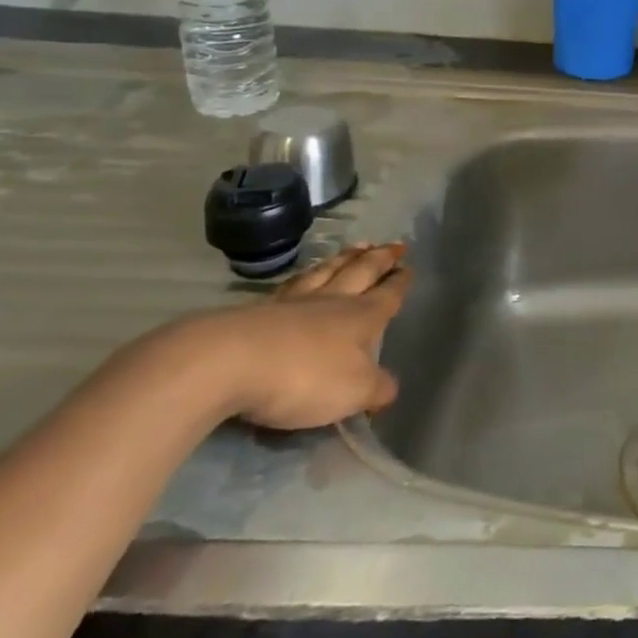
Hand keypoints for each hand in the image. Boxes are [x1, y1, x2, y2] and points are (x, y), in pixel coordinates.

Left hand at [180, 242, 411, 429]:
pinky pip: (294, 284)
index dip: (400, 282)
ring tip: (358, 246)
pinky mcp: (261, 310)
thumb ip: (376, 390)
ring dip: (346, 258)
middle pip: (361, 272)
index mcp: (362, 317)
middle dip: (380, 259)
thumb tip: (389, 389)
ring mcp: (295, 302)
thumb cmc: (304, 376)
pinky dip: (307, 274)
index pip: (388, 294)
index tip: (408, 266)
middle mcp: (333, 301)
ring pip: (328, 272)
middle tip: (394, 245)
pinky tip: (307, 273)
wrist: (229, 362)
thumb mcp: (352, 392)